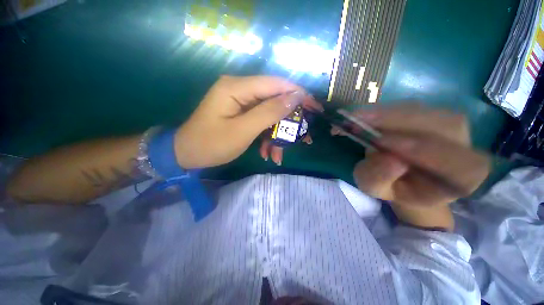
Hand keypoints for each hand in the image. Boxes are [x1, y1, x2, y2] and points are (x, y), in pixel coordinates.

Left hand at [174, 76, 308, 168]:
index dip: (297, 94)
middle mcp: (240, 89)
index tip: (314, 108)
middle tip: (303, 137)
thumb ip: (269, 112)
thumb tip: (295, 97)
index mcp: (237, 88)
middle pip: (275, 99)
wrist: (187, 153)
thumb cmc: (211, 144)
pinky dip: (266, 136)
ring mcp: (241, 102)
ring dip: (277, 134)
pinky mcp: (241, 113)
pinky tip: (266, 152)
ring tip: (278, 154)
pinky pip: (261, 121)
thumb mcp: (243, 130)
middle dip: (289, 120)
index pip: (276, 84)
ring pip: (269, 114)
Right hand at [336, 104, 490, 207]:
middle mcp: (466, 148)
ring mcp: (453, 126)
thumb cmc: (392, 188)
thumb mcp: (376, 189)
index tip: (379, 142)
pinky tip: (364, 116)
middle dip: (395, 122)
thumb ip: (379, 179)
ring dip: (385, 114)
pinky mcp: (433, 113)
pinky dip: (384, 110)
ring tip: (356, 118)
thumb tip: (389, 159)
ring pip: (423, 111)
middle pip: (440, 125)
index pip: (454, 161)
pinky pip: (410, 107)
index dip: (419, 149)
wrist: (402, 176)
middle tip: (357, 121)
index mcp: (461, 179)